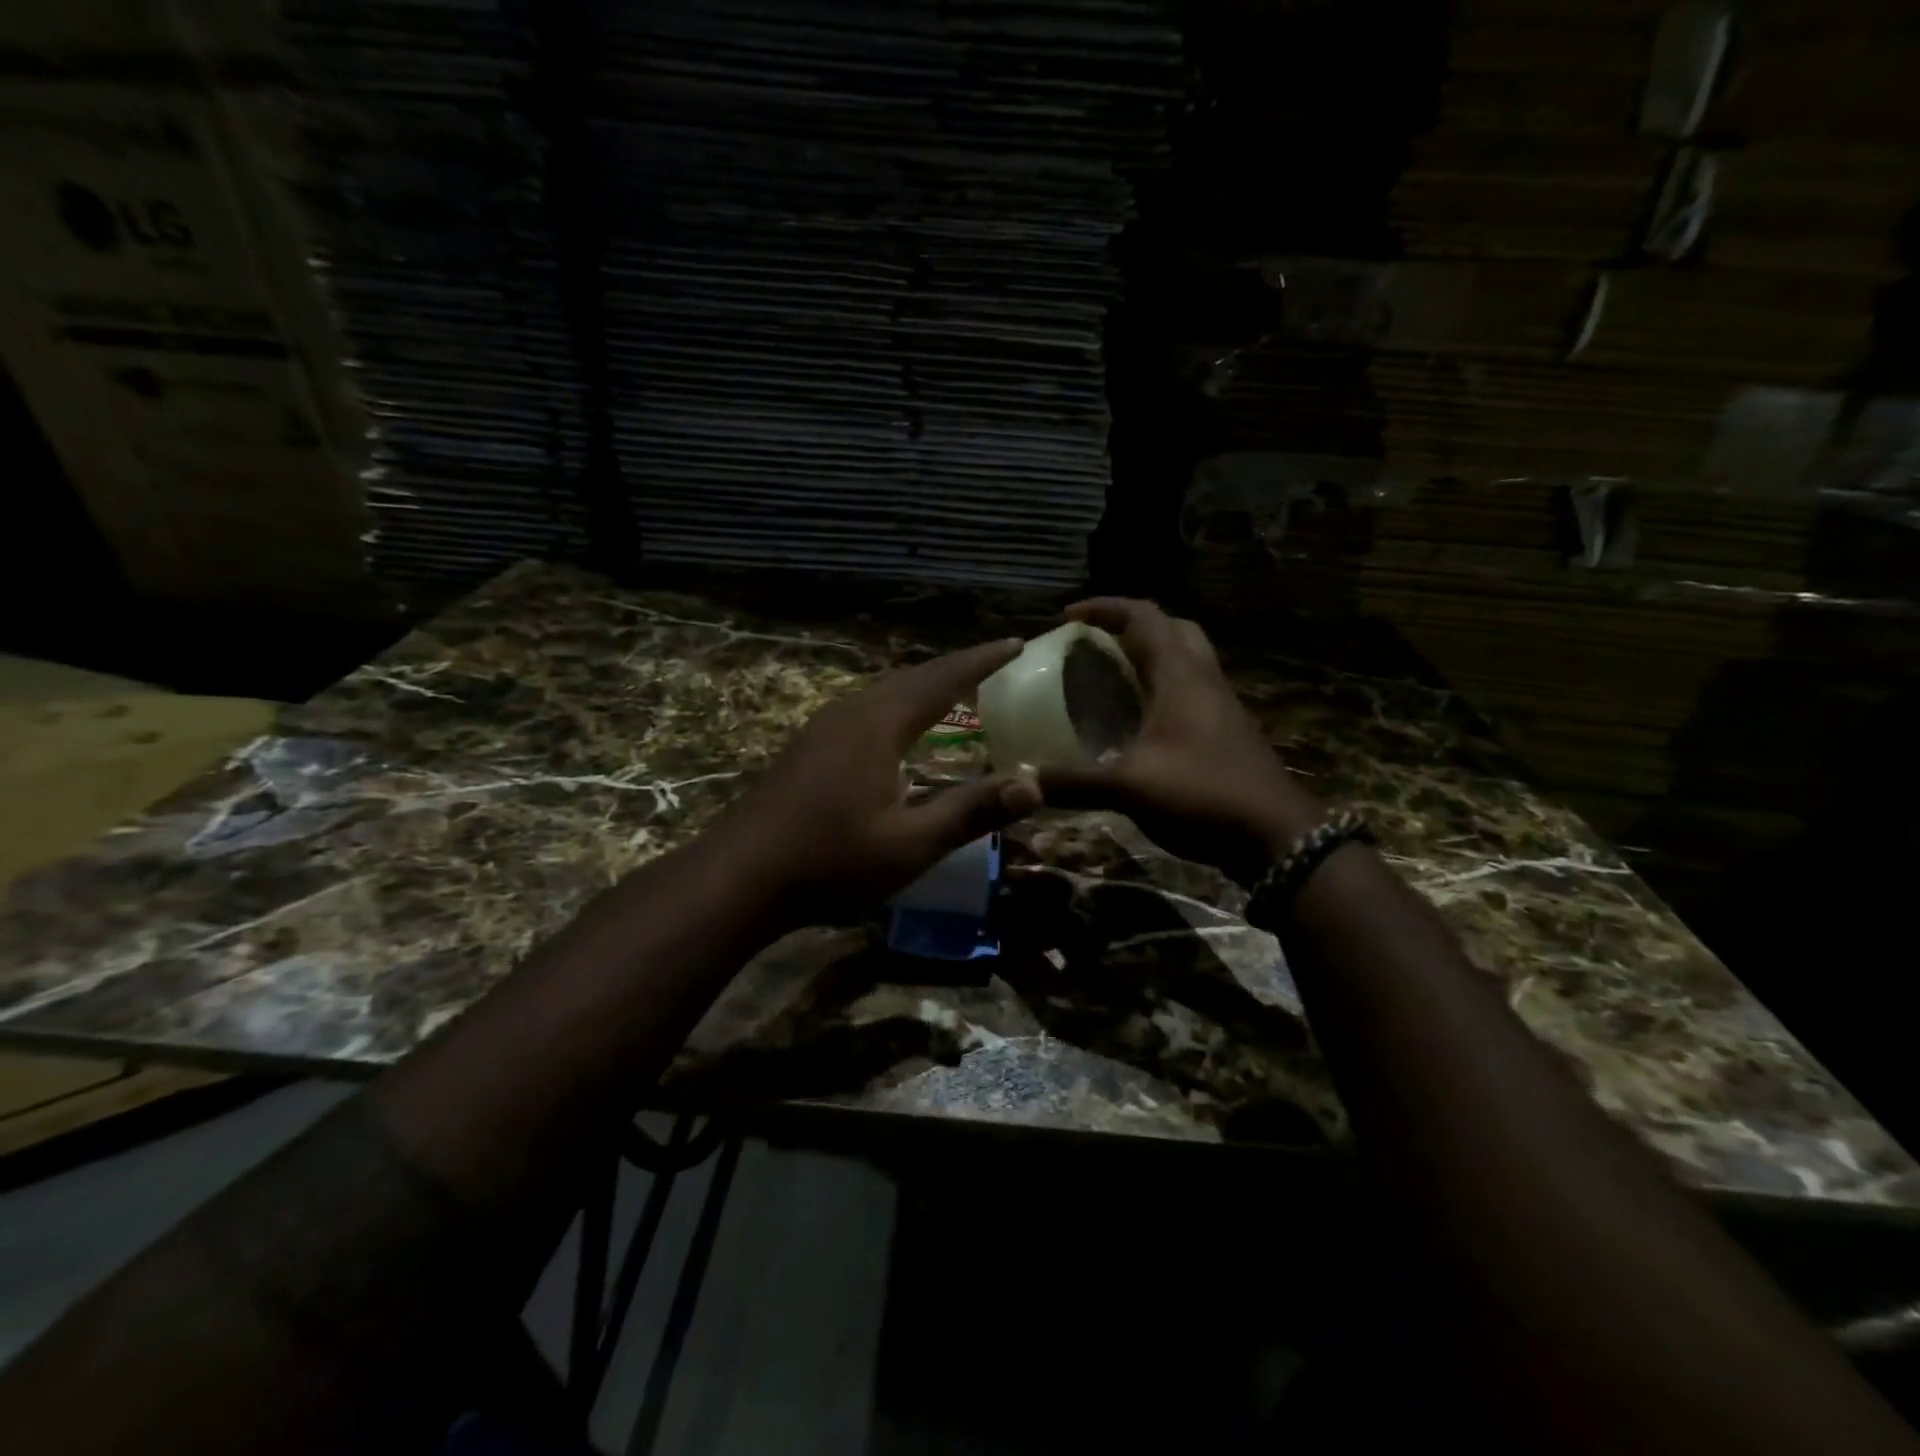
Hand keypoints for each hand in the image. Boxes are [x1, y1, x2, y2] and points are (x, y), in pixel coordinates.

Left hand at [723, 640, 1044, 912]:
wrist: (740, 875)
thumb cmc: (830, 860)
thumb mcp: (910, 844)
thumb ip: (971, 812)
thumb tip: (1034, 785)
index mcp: (879, 724)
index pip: (942, 679)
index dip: (982, 661)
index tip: (1015, 642)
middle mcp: (851, 712)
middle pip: (912, 677)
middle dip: (956, 667)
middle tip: (994, 662)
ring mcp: (824, 727)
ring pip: (885, 691)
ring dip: (924, 685)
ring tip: (956, 688)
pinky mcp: (809, 746)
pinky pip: (867, 709)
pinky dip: (900, 705)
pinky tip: (900, 729)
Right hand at [1037, 598, 1322, 881]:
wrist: (1277, 837)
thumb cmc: (1204, 795)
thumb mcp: (1130, 788)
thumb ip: (1075, 782)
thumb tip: (1024, 780)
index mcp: (1180, 676)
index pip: (1143, 616)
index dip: (1104, 608)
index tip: (1066, 617)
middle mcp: (1203, 680)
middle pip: (1171, 628)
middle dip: (1130, 626)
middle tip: (1094, 643)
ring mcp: (1220, 706)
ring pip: (1184, 659)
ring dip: (1148, 657)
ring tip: (1109, 676)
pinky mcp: (1226, 731)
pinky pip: (1189, 691)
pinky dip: (1159, 689)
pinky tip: (1136, 721)